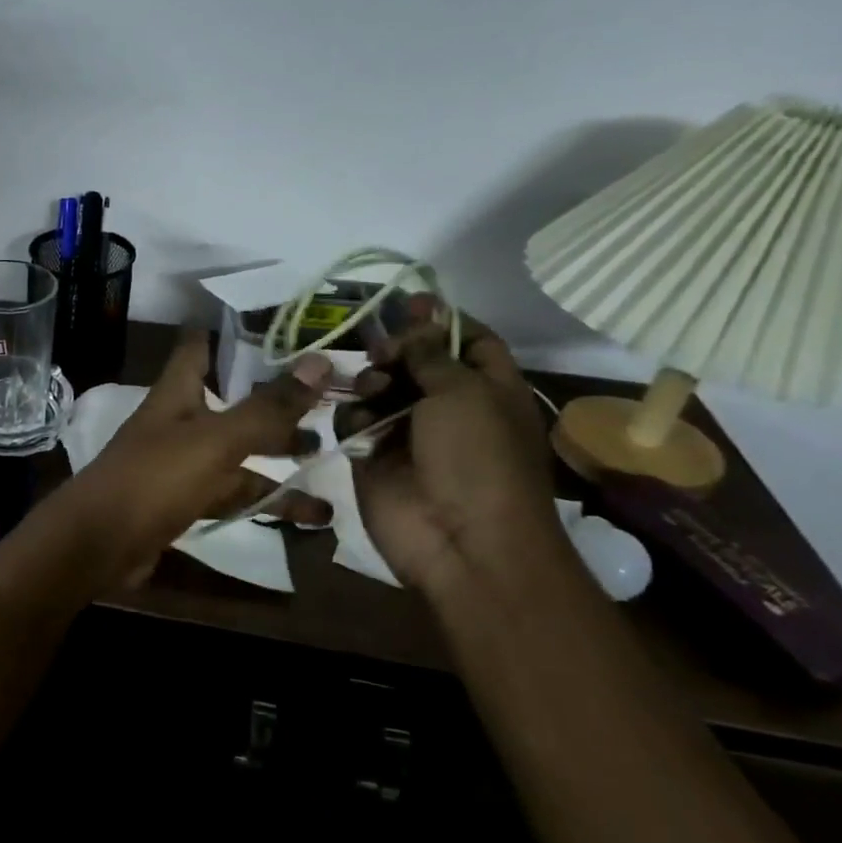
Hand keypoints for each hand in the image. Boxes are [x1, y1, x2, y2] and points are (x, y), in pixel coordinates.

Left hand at [54, 333, 332, 582]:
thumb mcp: (215, 440)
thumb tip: (320, 361)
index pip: (201, 346)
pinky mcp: (185, 502)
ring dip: (280, 458)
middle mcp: (179, 422)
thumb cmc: (154, 478)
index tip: (285, 326)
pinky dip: (267, 502)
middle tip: (330, 400)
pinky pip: (232, 495)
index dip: (235, 332)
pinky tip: (312, 516)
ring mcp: (181, 464)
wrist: (99, 544)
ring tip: (332, 460)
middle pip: (232, 403)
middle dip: (276, 403)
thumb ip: (267, 408)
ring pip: (238, 454)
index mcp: (177, 393)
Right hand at [346, 298, 566, 594]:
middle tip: (380, 351)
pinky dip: (353, 416)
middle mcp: (448, 406)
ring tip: (372, 393)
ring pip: (379, 388)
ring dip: (371, 382)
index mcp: (489, 388)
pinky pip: (353, 421)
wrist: (461, 541)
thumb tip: (420, 318)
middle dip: (395, 349)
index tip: (407, 302)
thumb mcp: (463, 393)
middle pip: (415, 361)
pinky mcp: (372, 456)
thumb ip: (432, 352)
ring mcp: (408, 433)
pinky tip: (359, 425)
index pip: (468, 340)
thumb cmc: (477, 459)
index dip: (440, 319)